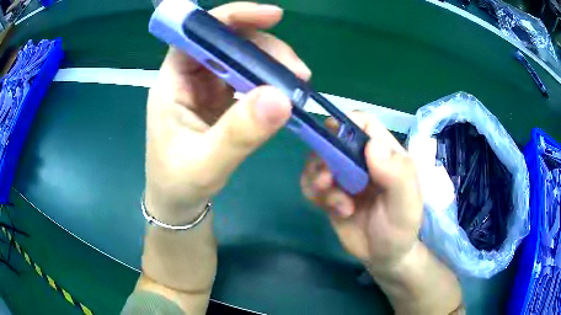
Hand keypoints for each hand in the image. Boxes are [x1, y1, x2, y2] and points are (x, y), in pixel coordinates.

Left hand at [145, 2, 311, 223]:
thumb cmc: (179, 184)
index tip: (272, 16)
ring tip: (299, 85)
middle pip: (227, 44)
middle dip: (264, 49)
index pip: (197, 35)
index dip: (231, 18)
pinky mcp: (221, 103)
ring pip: (241, 61)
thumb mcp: (206, 164)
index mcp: (172, 84)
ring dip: (272, 66)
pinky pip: (248, 82)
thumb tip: (282, 98)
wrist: (178, 204)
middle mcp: (189, 79)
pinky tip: (286, 96)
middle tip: (298, 73)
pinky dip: (269, 84)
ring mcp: (206, 90)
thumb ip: (240, 133)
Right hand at [301, 113, 422, 271]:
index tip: (332, 138)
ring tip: (336, 202)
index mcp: (385, 154)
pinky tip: (336, 210)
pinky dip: (315, 194)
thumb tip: (371, 145)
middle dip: (325, 156)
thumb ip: (397, 174)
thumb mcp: (407, 204)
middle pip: (333, 140)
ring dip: (318, 178)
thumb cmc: (401, 229)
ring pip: (317, 161)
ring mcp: (344, 177)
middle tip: (328, 180)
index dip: (346, 123)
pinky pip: (311, 184)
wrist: (384, 256)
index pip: (363, 123)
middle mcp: (362, 161)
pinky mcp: (331, 195)